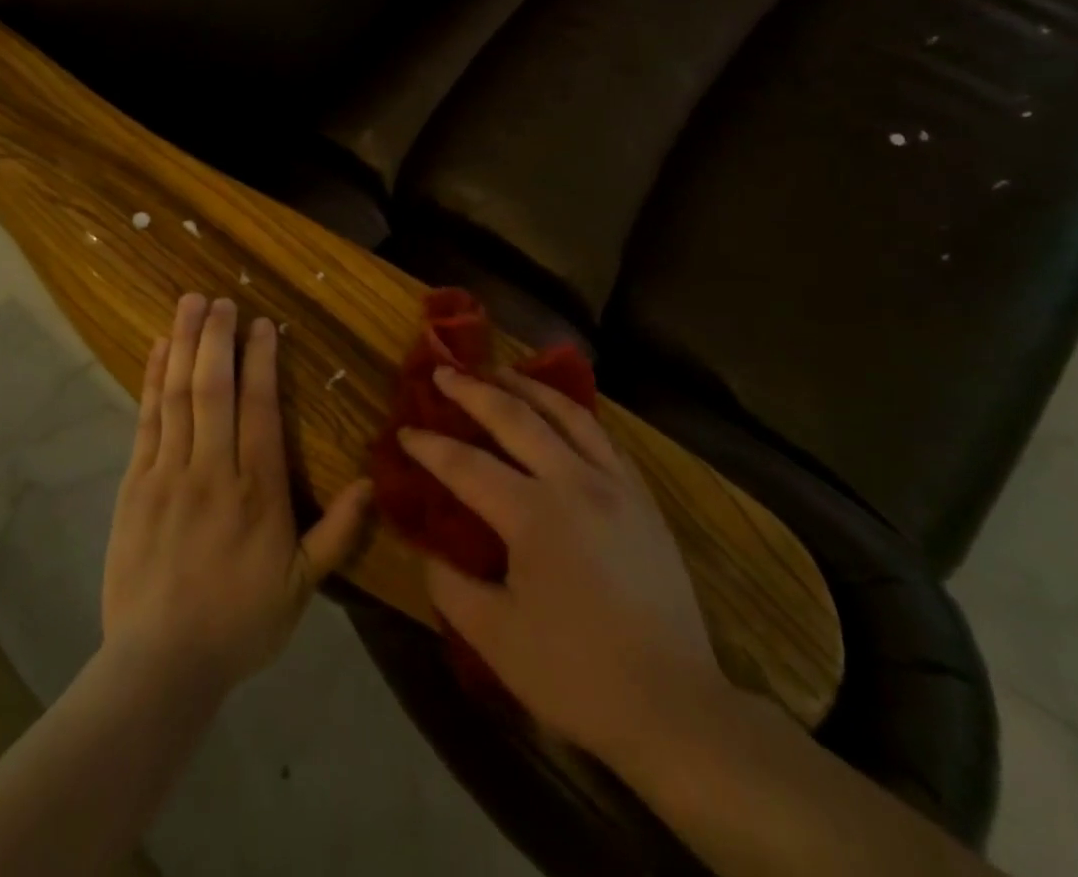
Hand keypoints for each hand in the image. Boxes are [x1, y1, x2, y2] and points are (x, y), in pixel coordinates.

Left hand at [102, 294, 373, 695]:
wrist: (159, 664)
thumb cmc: (238, 622)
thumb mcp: (301, 588)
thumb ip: (338, 534)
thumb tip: (373, 482)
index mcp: (257, 490)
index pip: (260, 408)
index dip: (261, 360)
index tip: (261, 324)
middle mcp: (213, 468)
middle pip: (214, 387)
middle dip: (217, 337)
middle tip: (219, 299)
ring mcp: (168, 472)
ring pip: (178, 394)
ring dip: (183, 344)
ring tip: (188, 304)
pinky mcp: (134, 483)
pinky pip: (146, 419)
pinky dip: (151, 380)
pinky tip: (157, 350)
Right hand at [399, 366, 725, 762]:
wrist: (674, 705)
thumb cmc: (577, 674)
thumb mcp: (495, 639)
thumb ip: (450, 585)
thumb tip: (427, 548)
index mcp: (534, 515)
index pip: (466, 465)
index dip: (429, 447)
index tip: (403, 432)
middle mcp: (575, 483)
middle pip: (516, 418)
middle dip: (473, 391)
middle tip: (444, 372)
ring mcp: (616, 484)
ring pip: (567, 414)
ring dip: (527, 387)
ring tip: (500, 373)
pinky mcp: (643, 498)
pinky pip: (602, 436)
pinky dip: (572, 414)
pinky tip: (560, 415)